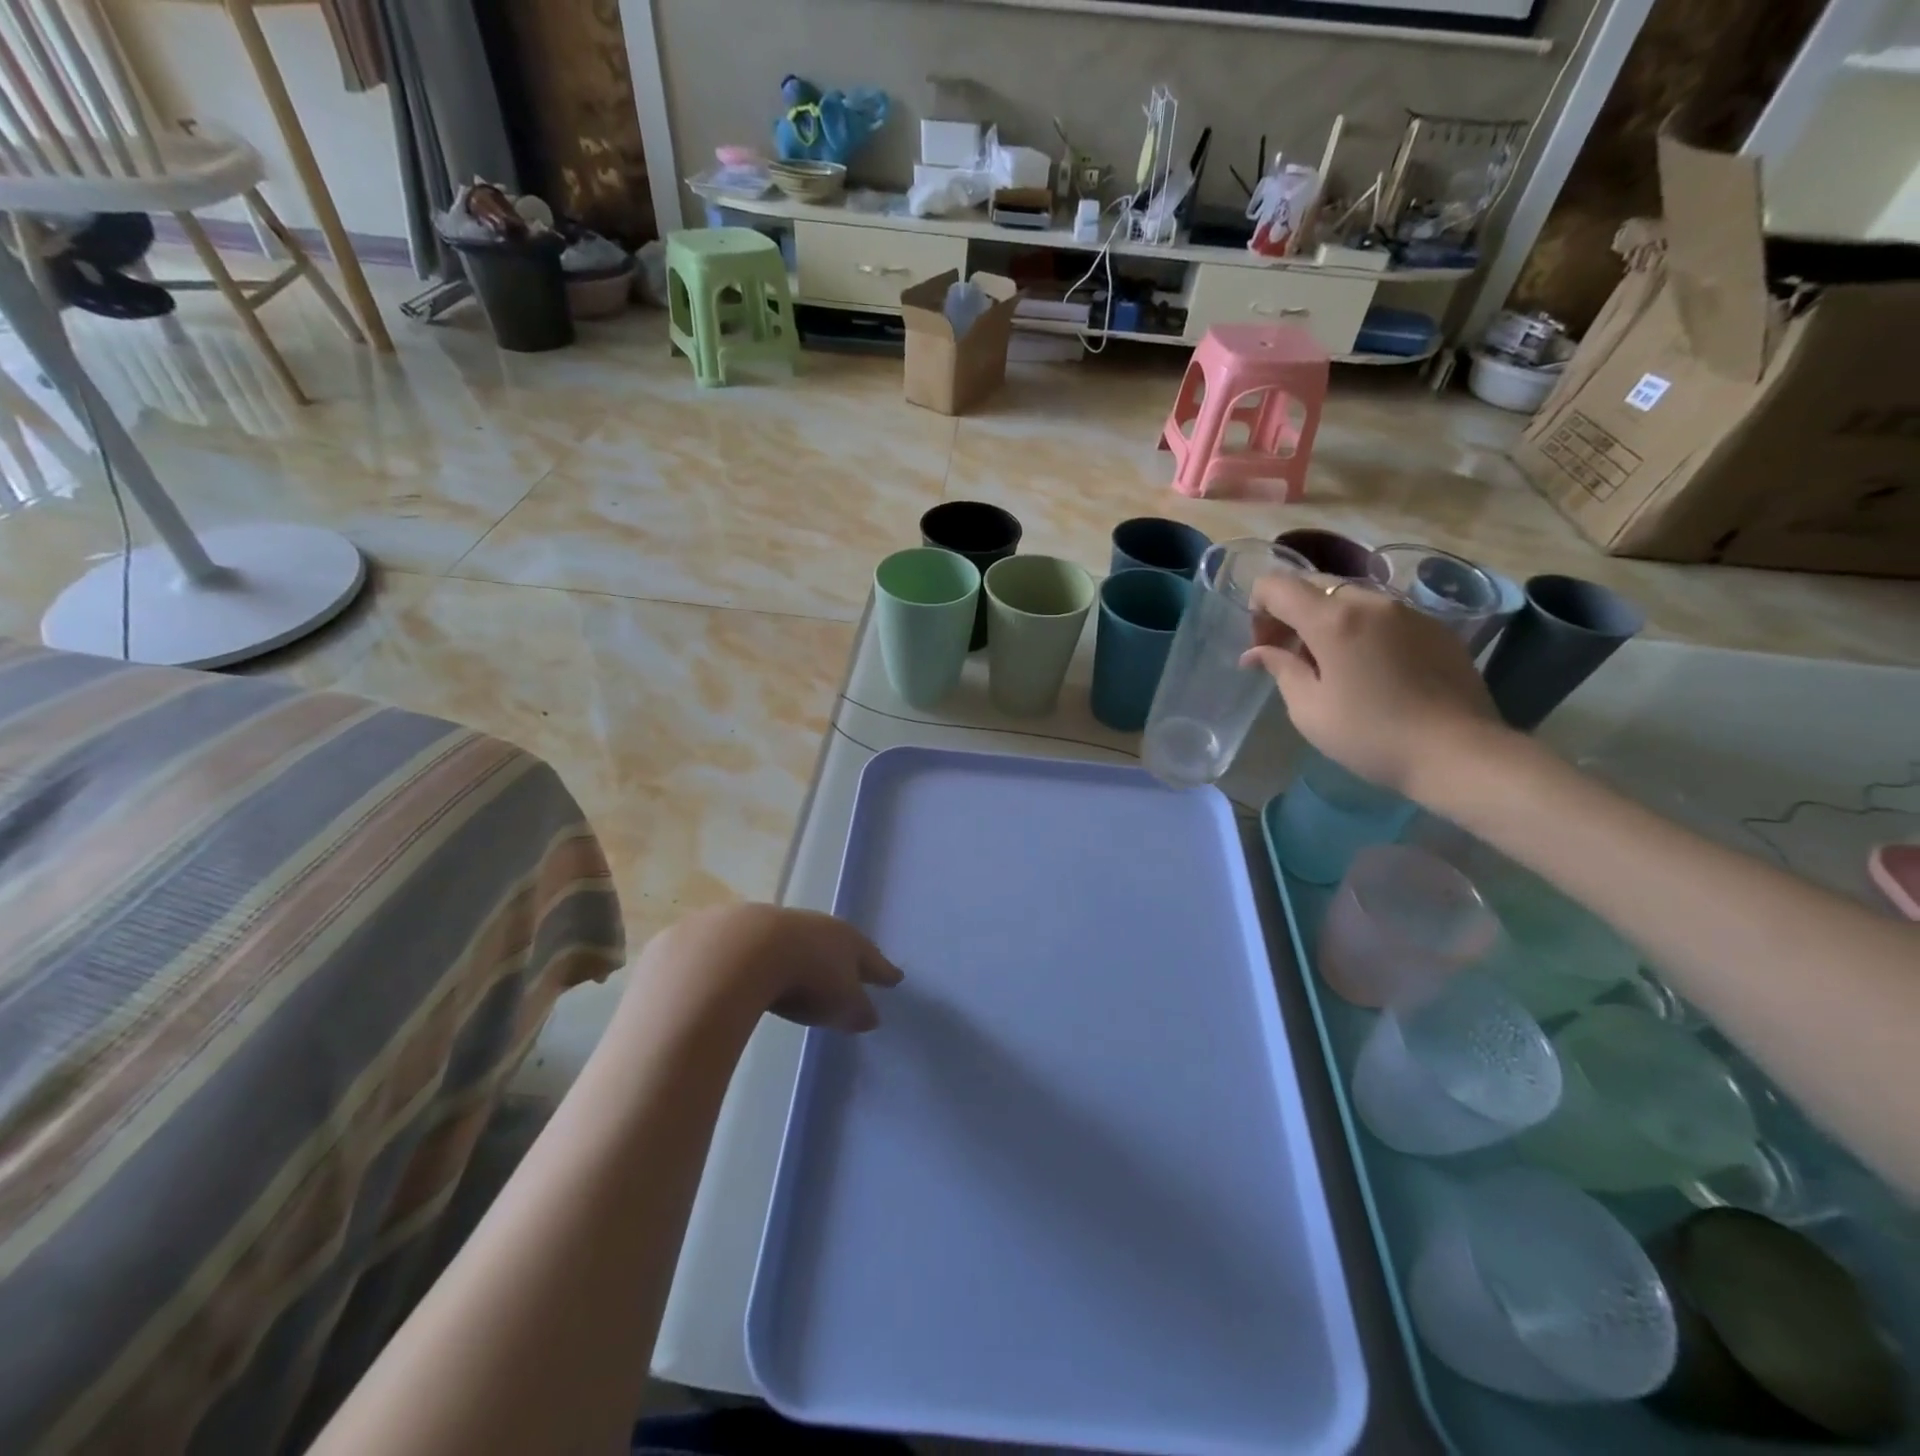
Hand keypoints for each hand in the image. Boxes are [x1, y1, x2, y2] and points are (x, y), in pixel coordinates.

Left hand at [638, 904, 902, 1032]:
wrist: (740, 951)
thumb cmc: (806, 979)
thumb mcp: (841, 1005)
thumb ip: (857, 1011)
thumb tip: (870, 1016)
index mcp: (846, 940)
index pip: (871, 958)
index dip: (883, 971)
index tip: (895, 978)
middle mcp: (815, 926)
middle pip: (835, 943)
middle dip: (841, 958)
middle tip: (849, 972)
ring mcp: (776, 924)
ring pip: (796, 941)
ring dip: (801, 955)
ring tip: (801, 972)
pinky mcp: (738, 931)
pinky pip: (760, 948)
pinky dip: (764, 959)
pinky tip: (757, 972)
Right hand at [1240, 573, 1510, 797]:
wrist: (1458, 753)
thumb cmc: (1370, 735)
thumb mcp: (1309, 709)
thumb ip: (1280, 669)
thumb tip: (1256, 653)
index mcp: (1333, 619)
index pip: (1276, 586)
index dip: (1257, 609)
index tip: (1263, 646)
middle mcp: (1370, 601)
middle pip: (1313, 585)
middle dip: (1290, 613)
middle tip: (1290, 656)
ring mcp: (1407, 610)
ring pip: (1349, 598)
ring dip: (1326, 621)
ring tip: (1330, 666)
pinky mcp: (1433, 626)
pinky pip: (1382, 614)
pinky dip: (1360, 629)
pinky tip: (1369, 670)